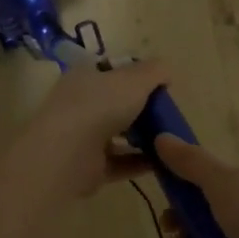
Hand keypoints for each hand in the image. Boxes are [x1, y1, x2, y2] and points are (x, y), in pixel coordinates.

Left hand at [0, 61, 171, 206]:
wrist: (67, 154)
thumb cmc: (100, 105)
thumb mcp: (135, 79)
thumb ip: (154, 71)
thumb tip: (166, 73)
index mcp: (85, 76)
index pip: (112, 70)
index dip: (136, 75)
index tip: (160, 86)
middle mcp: (81, 103)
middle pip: (117, 103)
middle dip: (142, 109)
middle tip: (169, 115)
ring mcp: (82, 136)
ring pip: (118, 134)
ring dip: (143, 137)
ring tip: (170, 140)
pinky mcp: (89, 167)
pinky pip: (120, 162)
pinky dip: (140, 162)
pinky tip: (164, 163)